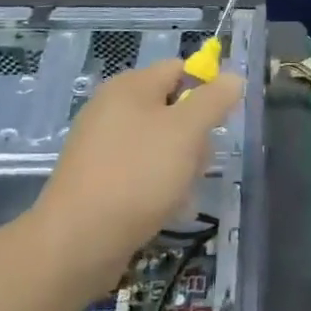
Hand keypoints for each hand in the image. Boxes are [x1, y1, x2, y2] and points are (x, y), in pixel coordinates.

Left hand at [36, 60, 244, 273]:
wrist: (77, 241)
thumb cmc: (138, 174)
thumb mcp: (187, 130)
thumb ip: (214, 99)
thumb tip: (232, 77)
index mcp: (130, 86)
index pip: (180, 69)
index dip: (207, 90)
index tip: (221, 123)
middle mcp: (112, 108)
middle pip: (172, 108)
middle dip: (195, 136)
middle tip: (198, 163)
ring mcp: (102, 145)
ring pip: (160, 144)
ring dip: (181, 166)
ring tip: (182, 194)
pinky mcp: (97, 179)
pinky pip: (140, 171)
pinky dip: (158, 187)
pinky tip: (165, 210)